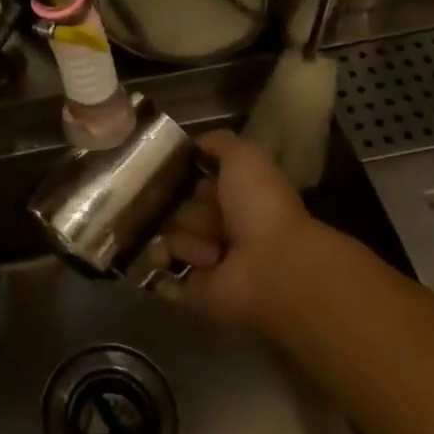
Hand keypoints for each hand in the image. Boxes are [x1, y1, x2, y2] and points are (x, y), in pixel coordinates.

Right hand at [152, 131, 332, 333]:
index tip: (167, 173)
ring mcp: (204, 260)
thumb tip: (193, 144)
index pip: (190, 183)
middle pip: (175, 210)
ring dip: (185, 240)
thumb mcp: (244, 157)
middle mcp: (217, 227)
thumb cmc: (260, 207)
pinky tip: (169, 261)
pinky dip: (162, 266)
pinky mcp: (192, 290)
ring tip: (212, 252)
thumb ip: (218, 143)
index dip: (180, 178)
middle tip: (201, 218)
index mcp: (231, 197)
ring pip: (168, 238)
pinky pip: (161, 274)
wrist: (273, 267)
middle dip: (178, 210)